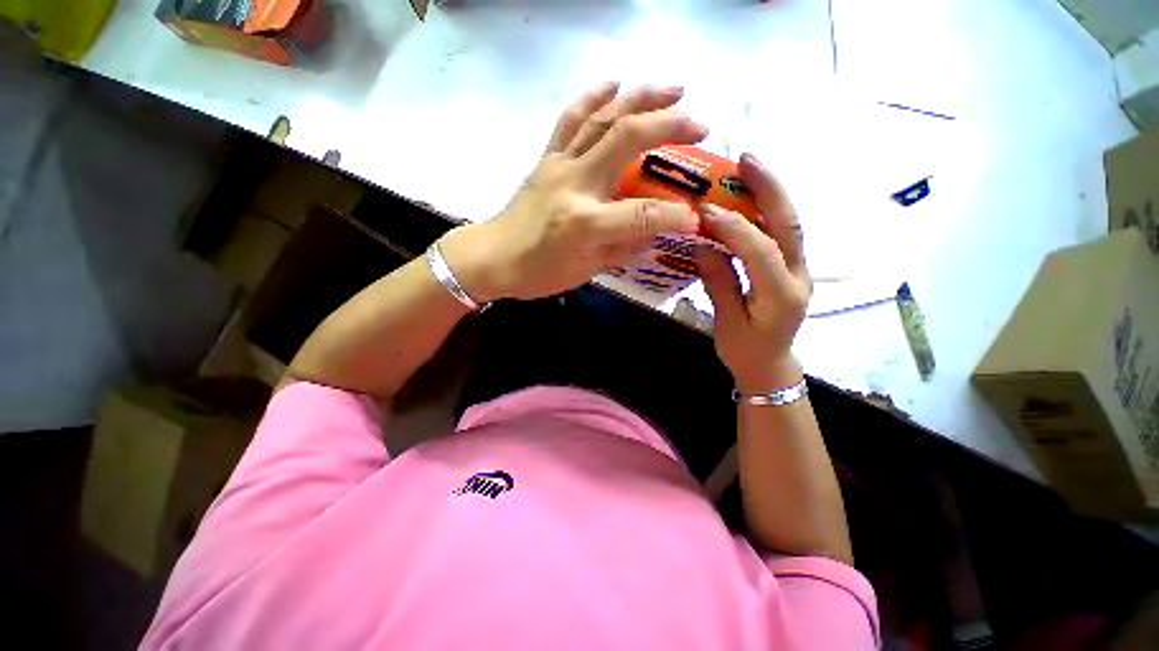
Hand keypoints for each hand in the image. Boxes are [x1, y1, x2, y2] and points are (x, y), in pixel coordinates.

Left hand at [440, 82, 707, 300]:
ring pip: (602, 118)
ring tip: (673, 88)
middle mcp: (574, 184)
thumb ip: (620, 250)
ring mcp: (558, 165)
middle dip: (668, 125)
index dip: (672, 217)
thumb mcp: (584, 272)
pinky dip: (594, 97)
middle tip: (700, 123)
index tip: (694, 219)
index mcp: (584, 222)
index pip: (640, 215)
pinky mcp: (546, 158)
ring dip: (640, 97)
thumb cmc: (537, 273)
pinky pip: (570, 120)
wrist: (492, 257)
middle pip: (626, 139)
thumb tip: (652, 235)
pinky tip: (614, 84)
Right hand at [695, 154, 809, 392]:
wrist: (769, 367)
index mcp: (781, 297)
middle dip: (769, 189)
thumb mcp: (726, 324)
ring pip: (789, 224)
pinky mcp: (789, 268)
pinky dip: (765, 211)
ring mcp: (799, 270)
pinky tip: (747, 198)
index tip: (705, 211)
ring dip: (769, 193)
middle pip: (790, 224)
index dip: (734, 228)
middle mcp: (798, 277)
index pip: (761, 251)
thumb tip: (704, 245)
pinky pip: (780, 233)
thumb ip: (719, 282)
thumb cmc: (745, 353)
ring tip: (746, 169)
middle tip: (745, 160)